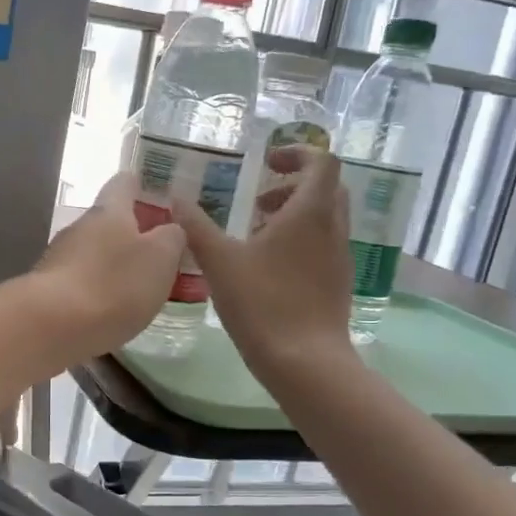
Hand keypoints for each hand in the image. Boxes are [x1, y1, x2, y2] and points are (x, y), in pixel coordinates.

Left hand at [30, 173, 185, 359]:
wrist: (52, 326)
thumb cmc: (114, 284)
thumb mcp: (160, 257)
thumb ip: (171, 237)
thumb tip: (170, 228)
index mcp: (109, 211)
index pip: (125, 182)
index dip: (145, 186)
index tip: (165, 199)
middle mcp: (80, 227)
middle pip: (110, 221)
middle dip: (135, 234)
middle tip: (164, 255)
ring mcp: (59, 258)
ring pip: (95, 253)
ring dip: (116, 265)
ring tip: (142, 288)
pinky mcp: (49, 290)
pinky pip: (82, 281)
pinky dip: (99, 290)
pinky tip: (113, 311)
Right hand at [176, 146, 358, 383]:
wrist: (305, 362)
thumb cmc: (262, 303)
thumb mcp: (219, 261)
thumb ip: (196, 225)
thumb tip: (176, 199)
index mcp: (310, 212)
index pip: (322, 161)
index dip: (296, 153)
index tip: (266, 162)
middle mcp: (332, 228)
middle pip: (326, 188)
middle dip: (292, 185)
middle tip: (258, 199)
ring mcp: (340, 257)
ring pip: (325, 218)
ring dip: (295, 214)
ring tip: (256, 234)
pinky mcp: (338, 283)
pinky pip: (323, 245)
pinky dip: (300, 240)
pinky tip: (268, 268)